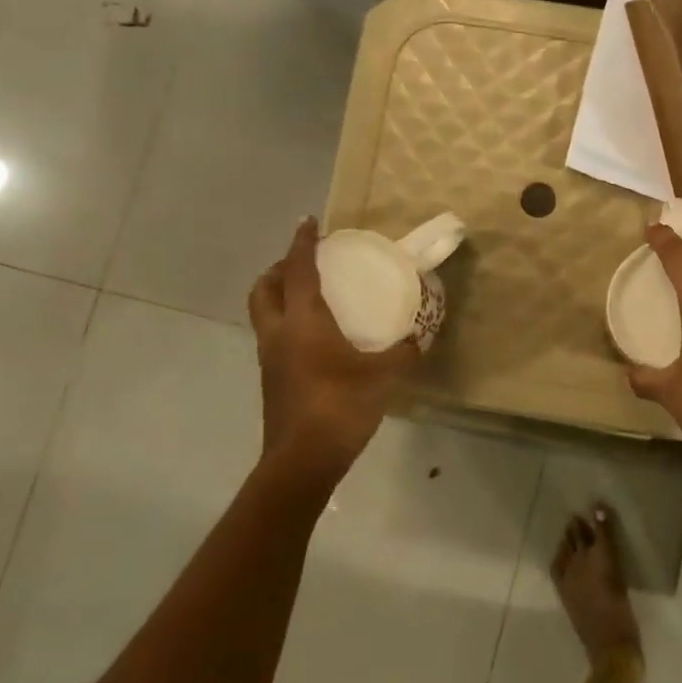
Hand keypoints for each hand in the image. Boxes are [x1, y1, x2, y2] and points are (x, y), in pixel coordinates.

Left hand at [248, 219, 417, 470]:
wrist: (303, 460)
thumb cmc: (341, 405)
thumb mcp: (384, 375)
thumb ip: (403, 352)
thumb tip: (417, 339)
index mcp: (303, 321)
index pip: (299, 270)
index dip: (303, 243)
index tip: (309, 222)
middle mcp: (279, 333)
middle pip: (264, 289)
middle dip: (279, 269)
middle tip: (303, 263)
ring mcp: (270, 358)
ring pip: (264, 313)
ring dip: (279, 296)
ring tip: (309, 295)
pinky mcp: (272, 380)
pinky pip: (274, 336)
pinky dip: (287, 323)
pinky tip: (315, 338)